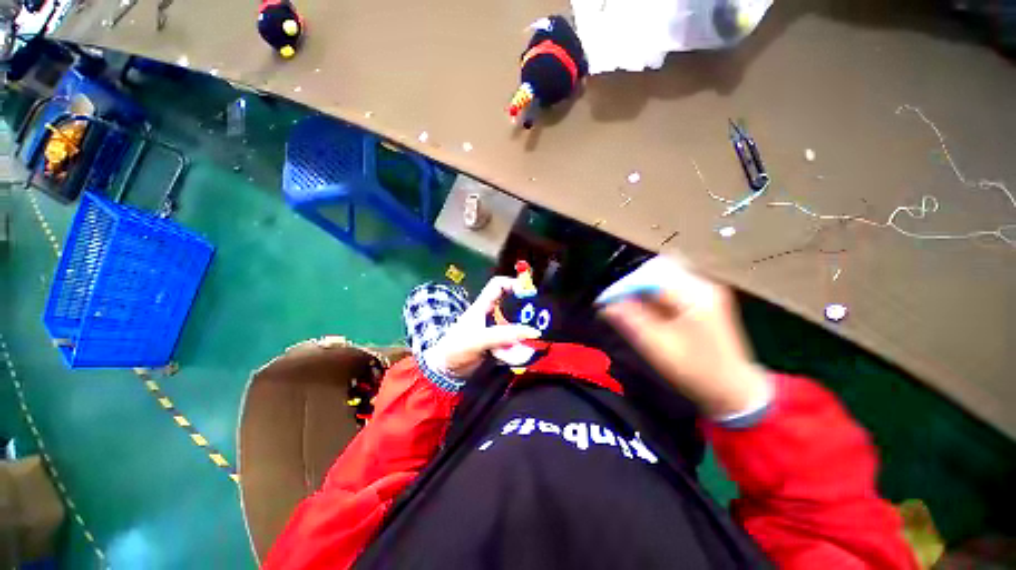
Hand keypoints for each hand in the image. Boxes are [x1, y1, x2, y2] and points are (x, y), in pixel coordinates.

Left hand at [425, 277, 541, 378]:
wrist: (446, 372)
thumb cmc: (456, 348)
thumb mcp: (479, 339)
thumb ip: (504, 335)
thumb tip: (532, 331)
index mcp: (483, 306)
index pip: (499, 285)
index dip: (513, 283)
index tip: (529, 293)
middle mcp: (491, 315)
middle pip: (512, 304)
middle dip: (525, 309)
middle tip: (540, 317)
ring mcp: (495, 330)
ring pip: (515, 324)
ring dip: (524, 331)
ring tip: (534, 338)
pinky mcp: (498, 344)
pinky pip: (514, 341)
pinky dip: (519, 346)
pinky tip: (523, 352)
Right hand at [600, 259, 770, 417]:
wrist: (735, 389)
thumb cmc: (696, 371)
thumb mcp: (658, 347)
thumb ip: (631, 322)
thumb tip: (606, 306)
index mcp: (695, 296)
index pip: (650, 277)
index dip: (623, 286)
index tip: (605, 301)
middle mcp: (703, 285)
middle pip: (658, 269)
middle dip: (632, 284)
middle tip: (616, 302)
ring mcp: (707, 290)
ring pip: (664, 275)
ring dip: (642, 287)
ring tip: (628, 305)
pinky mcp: (705, 298)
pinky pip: (673, 285)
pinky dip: (654, 293)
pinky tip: (646, 308)